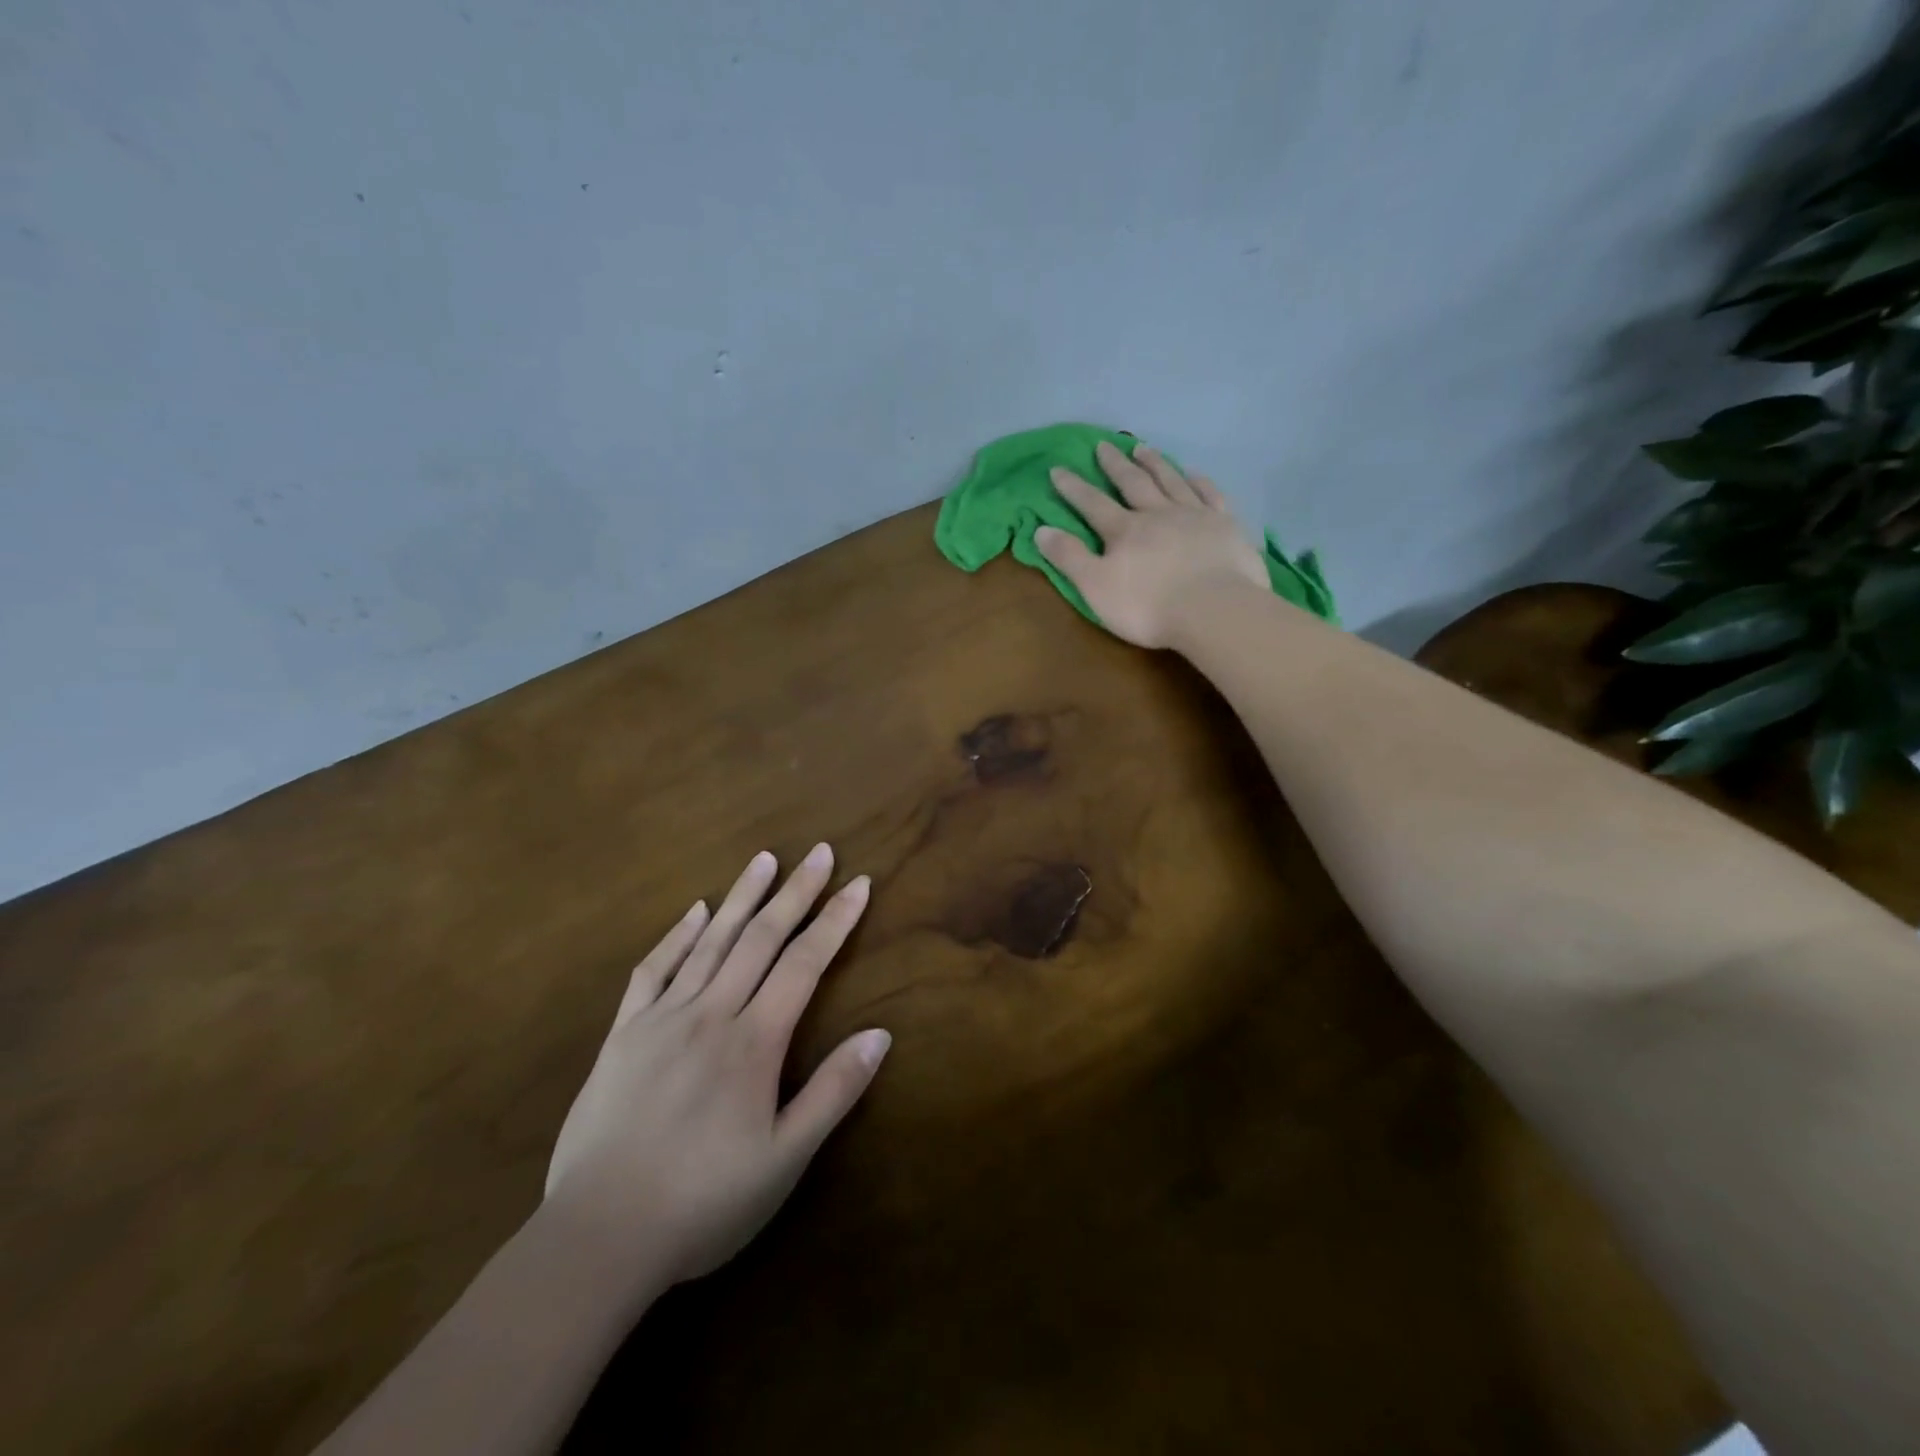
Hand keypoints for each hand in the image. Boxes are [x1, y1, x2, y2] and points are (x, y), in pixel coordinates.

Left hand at [544, 845, 889, 1287]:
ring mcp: (662, 1019)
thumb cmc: (704, 1202)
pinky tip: (694, 911)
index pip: (804, 963)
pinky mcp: (623, 1034)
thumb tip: (881, 1034)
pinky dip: (677, 936)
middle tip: (819, 851)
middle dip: (795, 891)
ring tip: (764, 859)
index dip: (835, 920)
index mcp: (754, 1041)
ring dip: (741, 897)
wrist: (598, 1237)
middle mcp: (711, 1013)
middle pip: (761, 938)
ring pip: (710, 942)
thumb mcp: (785, 1160)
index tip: (859, 883)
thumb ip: (834, 1092)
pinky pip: (653, 971)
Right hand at [1035, 441, 1267, 648]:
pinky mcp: (1225, 525)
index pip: (1092, 504)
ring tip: (1143, 448)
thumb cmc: (1148, 606)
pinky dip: (1199, 481)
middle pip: (1133, 483)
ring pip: (1170, 481)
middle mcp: (1157, 514)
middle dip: (1115, 465)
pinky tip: (1193, 473)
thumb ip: (1069, 558)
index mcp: (1125, 531)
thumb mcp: (1096, 587)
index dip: (1073, 488)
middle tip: (1104, 445)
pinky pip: (1210, 494)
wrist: (1214, 610)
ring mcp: (1194, 516)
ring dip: (1155, 464)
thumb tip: (1041, 530)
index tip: (1058, 469)